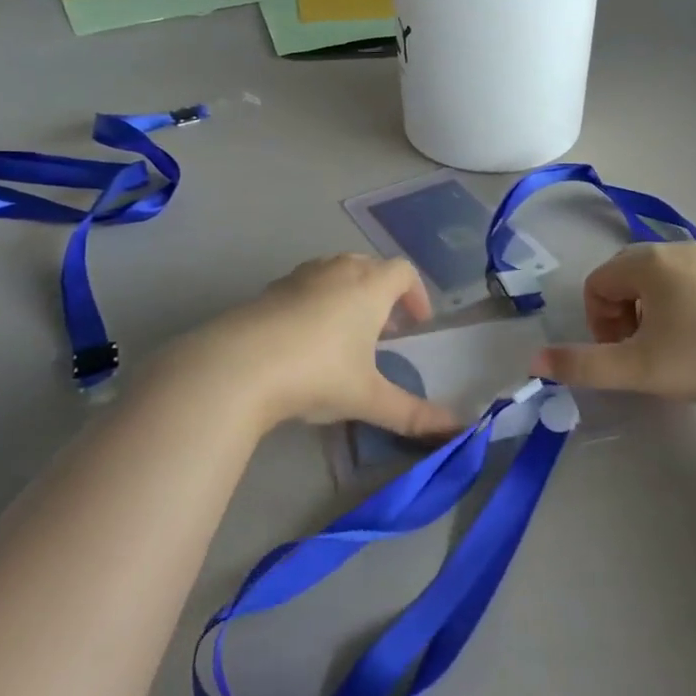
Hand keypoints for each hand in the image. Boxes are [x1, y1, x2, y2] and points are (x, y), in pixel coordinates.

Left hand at [154, 254, 460, 437]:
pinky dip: (316, 300)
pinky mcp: (269, 290)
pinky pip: (305, 285)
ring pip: (335, 271)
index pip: (403, 271)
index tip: (417, 323)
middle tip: (384, 330)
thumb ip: (413, 414)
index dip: (416, 293)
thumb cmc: (317, 374)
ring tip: (345, 333)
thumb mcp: (368, 398)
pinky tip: (305, 339)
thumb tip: (458, 431)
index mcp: (369, 286)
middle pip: (370, 265)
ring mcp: (300, 277)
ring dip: (349, 293)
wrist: (237, 366)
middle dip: (383, 292)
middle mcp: (337, 271)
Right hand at [531, 242, 695, 407]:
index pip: (596, 284)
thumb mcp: (636, 368)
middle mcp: (673, 249)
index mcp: (646, 262)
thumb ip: (582, 365)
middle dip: (619, 316)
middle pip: (622, 278)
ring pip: (653, 280)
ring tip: (667, 348)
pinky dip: (674, 305)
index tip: (621, 354)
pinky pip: (682, 281)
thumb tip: (533, 363)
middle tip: (640, 352)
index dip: (598, 322)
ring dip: (645, 312)